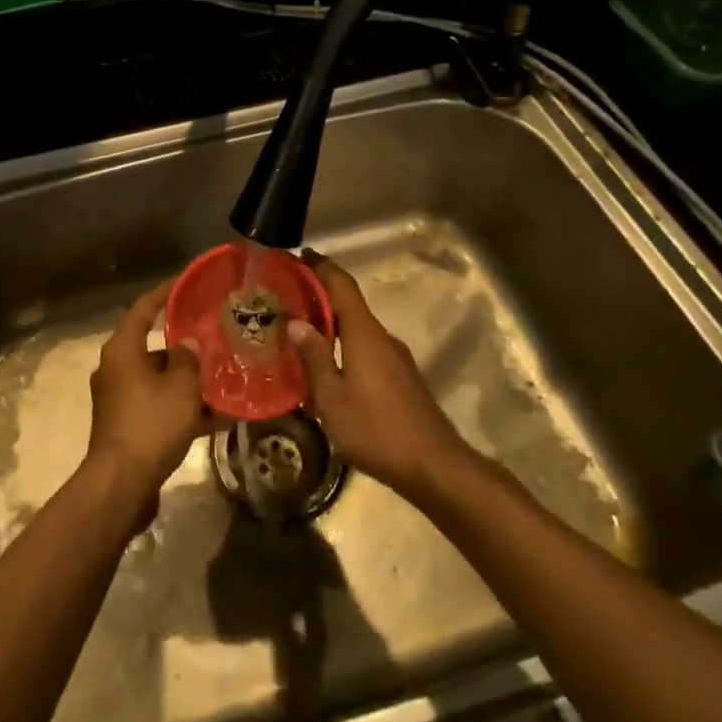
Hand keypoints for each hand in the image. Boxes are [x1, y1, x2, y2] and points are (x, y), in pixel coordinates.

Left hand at [85, 281, 211, 507]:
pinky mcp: (124, 425)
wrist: (122, 484)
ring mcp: (117, 398)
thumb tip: (186, 345)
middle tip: (210, 337)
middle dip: (180, 344)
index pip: (143, 309)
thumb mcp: (180, 387)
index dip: (164, 294)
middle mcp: (114, 368)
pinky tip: (212, 417)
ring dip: (183, 379)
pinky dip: (178, 406)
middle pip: (150, 346)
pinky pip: (155, 405)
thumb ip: (187, 360)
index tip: (184, 283)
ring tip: (218, 377)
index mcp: (122, 350)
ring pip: (156, 378)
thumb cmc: (151, 424)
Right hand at [289, 251, 475, 500]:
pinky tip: (326, 362)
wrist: (435, 467)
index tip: (298, 254)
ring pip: (357, 327)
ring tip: (299, 328)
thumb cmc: (377, 430)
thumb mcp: (333, 398)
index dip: (321, 266)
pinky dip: (343, 342)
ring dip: (331, 320)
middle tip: (286, 294)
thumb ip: (314, 358)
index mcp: (364, 333)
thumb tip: (295, 322)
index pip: (342, 285)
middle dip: (319, 294)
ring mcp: (395, 357)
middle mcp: (381, 337)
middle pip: (349, 303)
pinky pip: (365, 346)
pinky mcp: (400, 377)